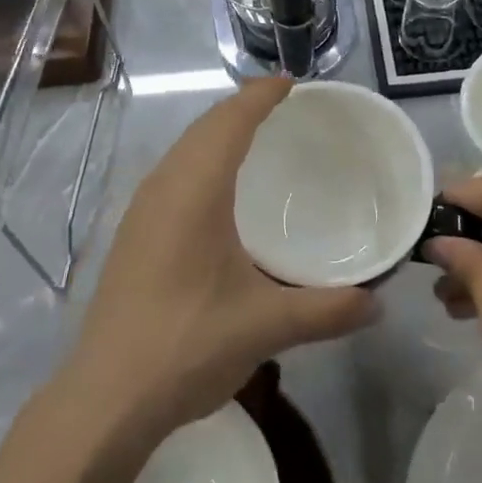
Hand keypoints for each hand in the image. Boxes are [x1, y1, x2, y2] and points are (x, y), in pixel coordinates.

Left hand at [61, 78, 376, 448]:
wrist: (104, 399)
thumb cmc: (187, 345)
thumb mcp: (265, 326)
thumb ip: (326, 311)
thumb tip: (377, 304)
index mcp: (195, 190)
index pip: (230, 121)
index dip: (260, 95)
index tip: (291, 83)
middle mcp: (164, 186)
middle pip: (204, 126)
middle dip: (241, 106)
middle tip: (281, 104)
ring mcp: (142, 209)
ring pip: (184, 147)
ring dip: (218, 131)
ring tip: (254, 134)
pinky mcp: (133, 233)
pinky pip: (173, 171)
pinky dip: (201, 156)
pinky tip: (217, 188)